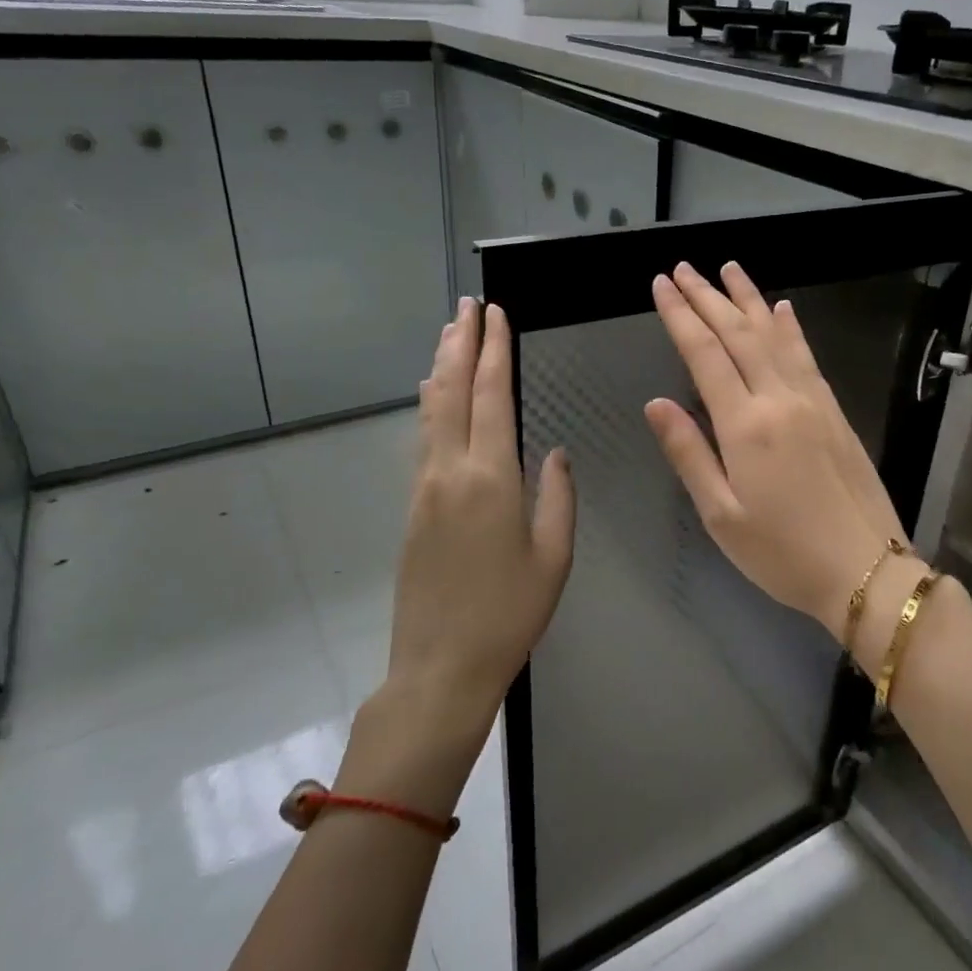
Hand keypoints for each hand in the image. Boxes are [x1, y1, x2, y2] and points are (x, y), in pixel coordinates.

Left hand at [387, 299, 575, 733]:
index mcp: (491, 478)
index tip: (495, 315)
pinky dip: (430, 404)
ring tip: (449, 333)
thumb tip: (554, 452)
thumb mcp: (553, 557)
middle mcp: (451, 470)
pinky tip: (432, 394)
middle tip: (467, 305)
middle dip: (461, 343)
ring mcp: (425, 487)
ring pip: (430, 411)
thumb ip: (558, 496)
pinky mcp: (413, 506)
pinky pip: (423, 438)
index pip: (491, 396)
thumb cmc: (509, 614)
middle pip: (452, 391)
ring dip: (441, 366)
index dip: (494, 351)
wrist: (440, 665)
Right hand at [645, 262, 905, 639]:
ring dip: (749, 299)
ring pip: (775, 336)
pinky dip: (790, 328)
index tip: (661, 284)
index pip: (706, 355)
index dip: (680, 317)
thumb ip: (689, 453)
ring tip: (728, 269)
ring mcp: (813, 401)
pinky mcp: (835, 411)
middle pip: (738, 334)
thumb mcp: (721, 515)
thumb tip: (656, 402)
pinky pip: (807, 356)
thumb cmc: (782, 553)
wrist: (866, 570)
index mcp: (746, 425)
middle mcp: (780, 399)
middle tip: (683, 268)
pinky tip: (782, 309)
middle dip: (707, 297)